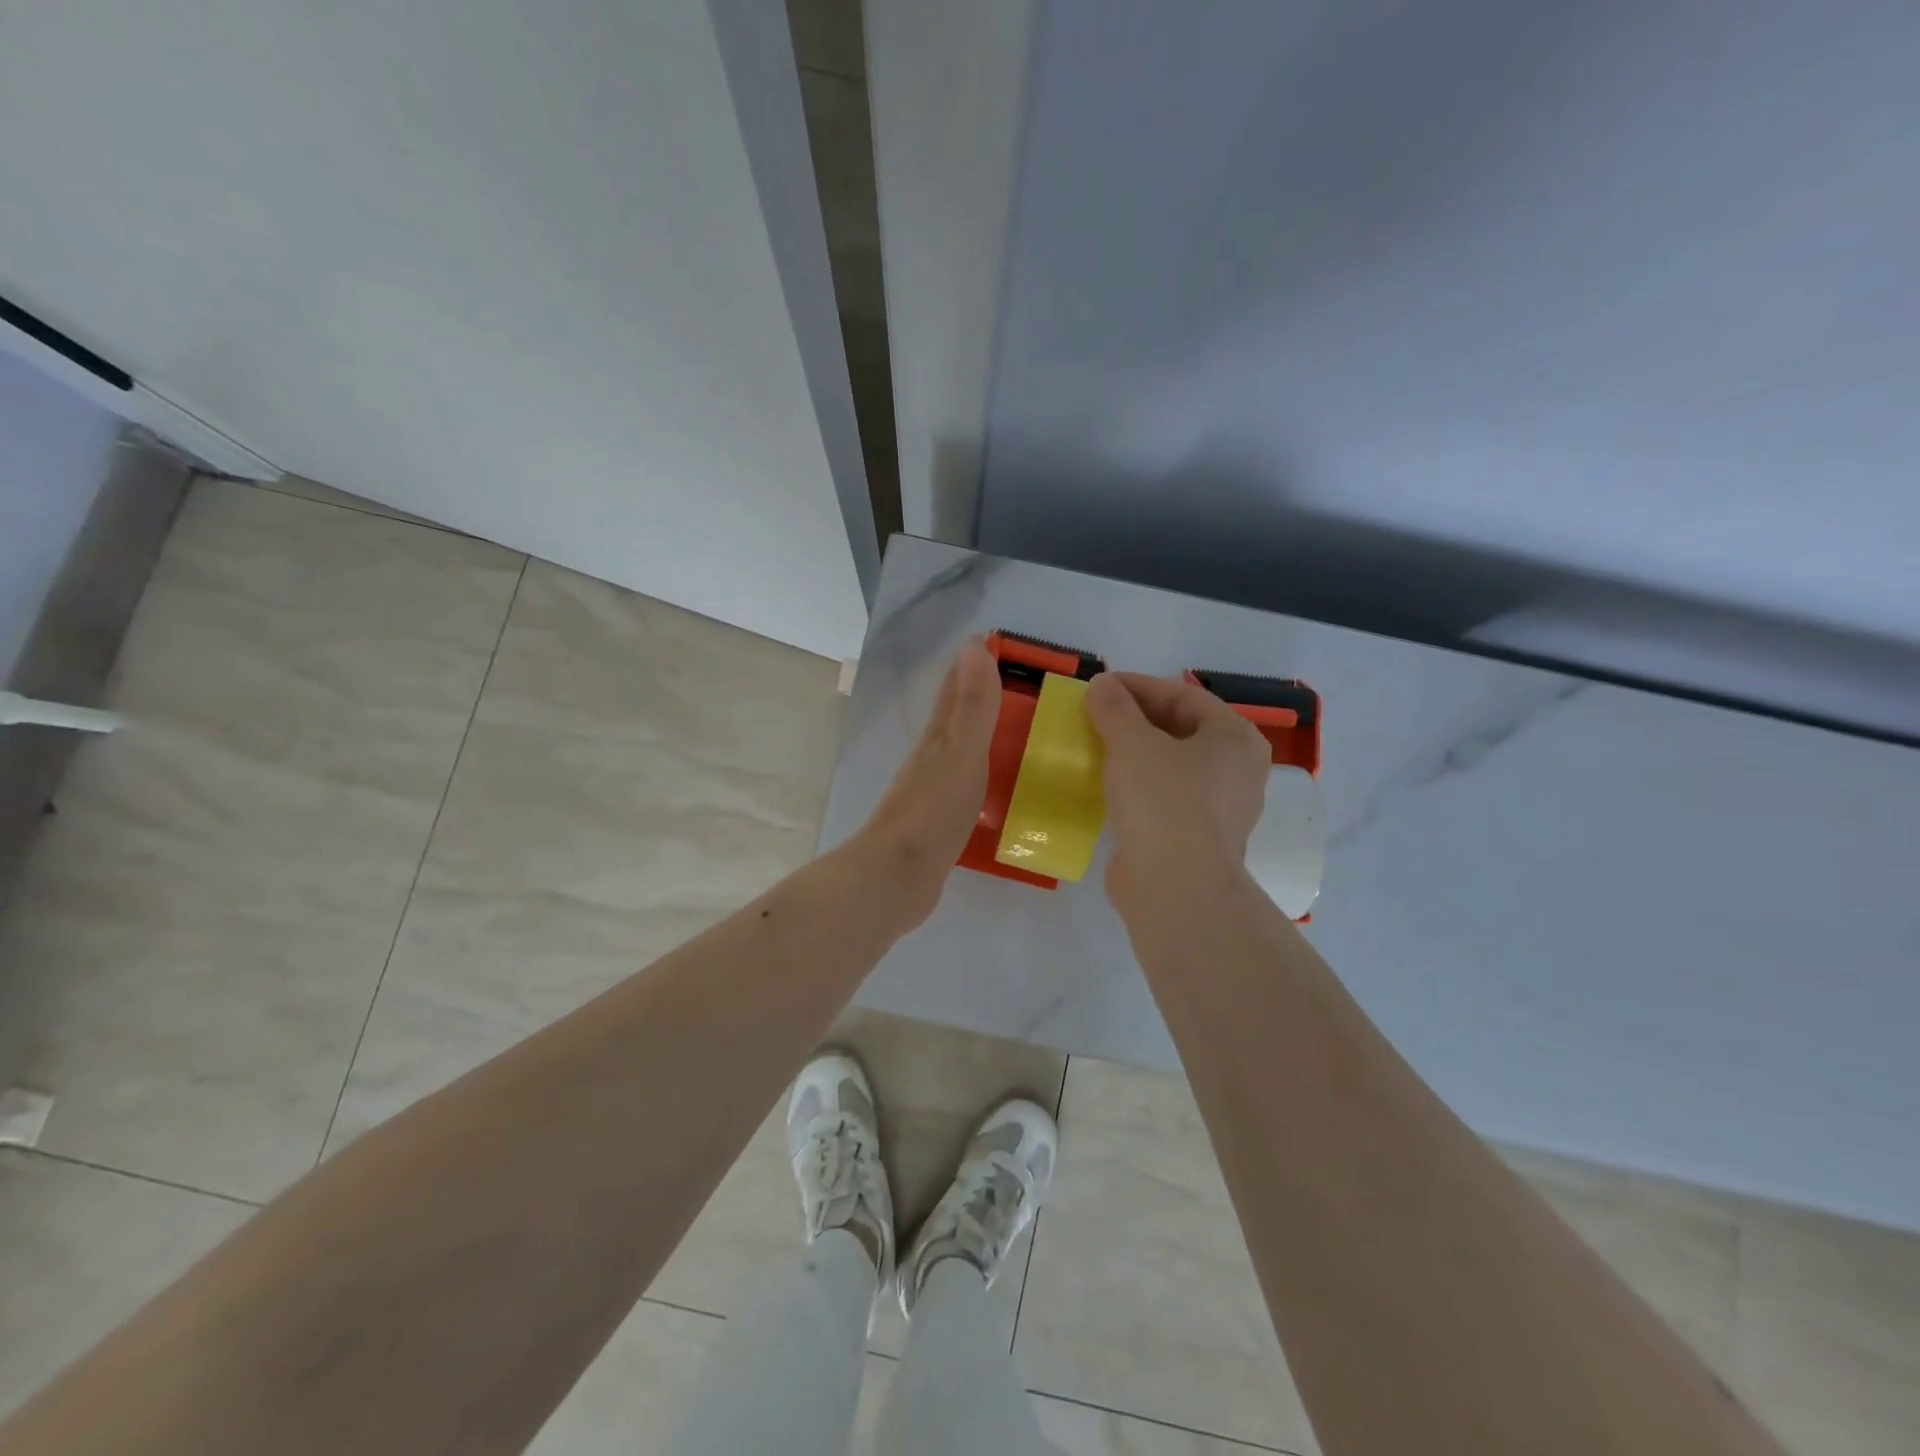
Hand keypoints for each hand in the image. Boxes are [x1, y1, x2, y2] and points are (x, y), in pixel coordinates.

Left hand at [845, 639, 999, 929]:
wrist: (896, 877)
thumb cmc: (933, 812)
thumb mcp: (961, 754)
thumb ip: (972, 705)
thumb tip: (973, 647)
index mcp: (938, 740)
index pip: (955, 691)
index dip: (971, 665)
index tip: (990, 641)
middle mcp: (931, 760)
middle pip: (954, 719)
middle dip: (976, 696)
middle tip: (1011, 683)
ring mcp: (932, 794)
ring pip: (960, 754)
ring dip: (981, 738)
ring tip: (1013, 734)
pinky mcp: (939, 826)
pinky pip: (966, 790)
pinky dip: (982, 779)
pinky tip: (996, 791)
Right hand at [1085, 672, 1270, 910]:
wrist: (1175, 887)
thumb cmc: (1163, 801)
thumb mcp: (1132, 743)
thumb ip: (1115, 709)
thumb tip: (1101, 685)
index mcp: (1234, 738)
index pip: (1183, 696)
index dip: (1137, 686)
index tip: (1099, 686)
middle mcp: (1237, 770)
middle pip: (1180, 729)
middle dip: (1135, 720)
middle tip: (1095, 715)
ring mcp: (1220, 808)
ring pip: (1171, 766)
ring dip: (1134, 753)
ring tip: (1096, 746)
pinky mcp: (1196, 838)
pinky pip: (1164, 798)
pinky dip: (1137, 786)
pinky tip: (1106, 785)